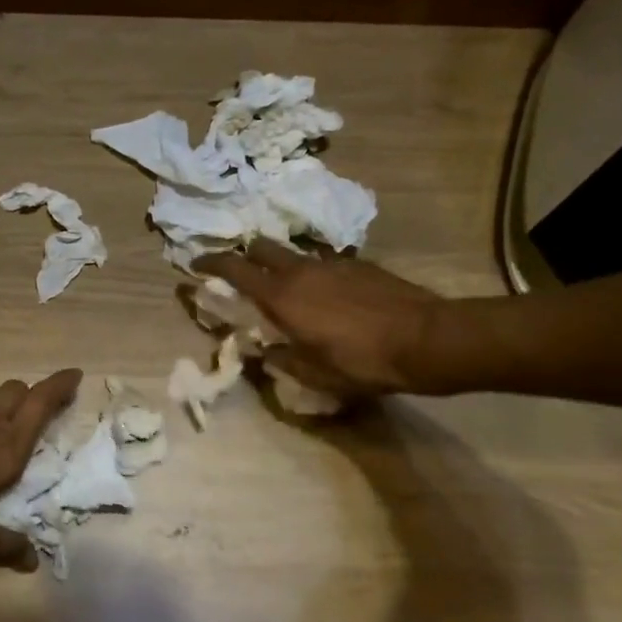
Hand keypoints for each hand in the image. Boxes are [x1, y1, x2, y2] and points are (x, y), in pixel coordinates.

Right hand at [193, 241, 445, 397]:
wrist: (427, 340)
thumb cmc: (362, 363)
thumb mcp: (315, 374)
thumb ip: (282, 359)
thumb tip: (264, 352)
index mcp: (281, 296)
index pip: (234, 268)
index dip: (210, 263)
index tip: (195, 265)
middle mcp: (301, 271)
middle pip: (261, 247)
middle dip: (246, 256)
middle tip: (244, 276)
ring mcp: (332, 263)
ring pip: (294, 254)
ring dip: (282, 267)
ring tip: (291, 292)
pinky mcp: (359, 264)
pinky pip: (324, 263)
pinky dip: (315, 275)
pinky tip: (330, 298)